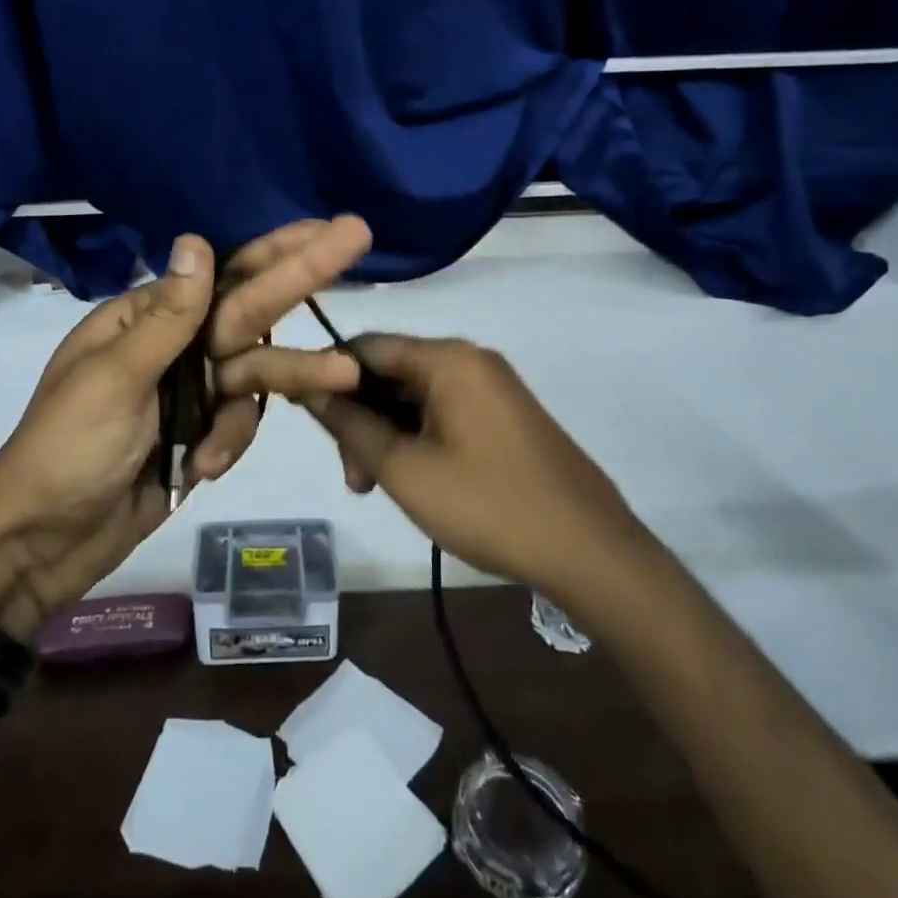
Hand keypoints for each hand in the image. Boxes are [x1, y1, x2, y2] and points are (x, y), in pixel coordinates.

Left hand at [0, 220, 371, 637]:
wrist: (43, 546)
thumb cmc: (67, 451)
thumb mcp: (114, 379)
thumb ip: (168, 317)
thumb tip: (197, 240)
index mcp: (146, 318)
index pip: (223, 274)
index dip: (275, 248)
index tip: (323, 226)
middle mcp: (175, 346)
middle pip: (251, 308)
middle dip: (302, 276)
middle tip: (357, 237)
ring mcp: (191, 392)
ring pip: (257, 372)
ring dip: (295, 375)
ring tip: (345, 374)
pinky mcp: (202, 435)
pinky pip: (241, 423)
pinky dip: (232, 442)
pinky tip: (204, 467)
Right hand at [302, 335, 640, 596]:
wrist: (591, 551)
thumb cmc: (488, 506)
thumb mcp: (405, 470)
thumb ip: (351, 425)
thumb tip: (308, 387)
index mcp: (447, 359)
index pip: (366, 346)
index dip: (328, 377)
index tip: (307, 419)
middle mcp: (470, 359)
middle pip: (391, 372)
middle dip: (361, 417)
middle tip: (352, 477)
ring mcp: (492, 387)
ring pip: (416, 396)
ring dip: (387, 433)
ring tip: (376, 487)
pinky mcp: (505, 415)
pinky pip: (444, 411)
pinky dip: (418, 438)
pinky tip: (412, 478)